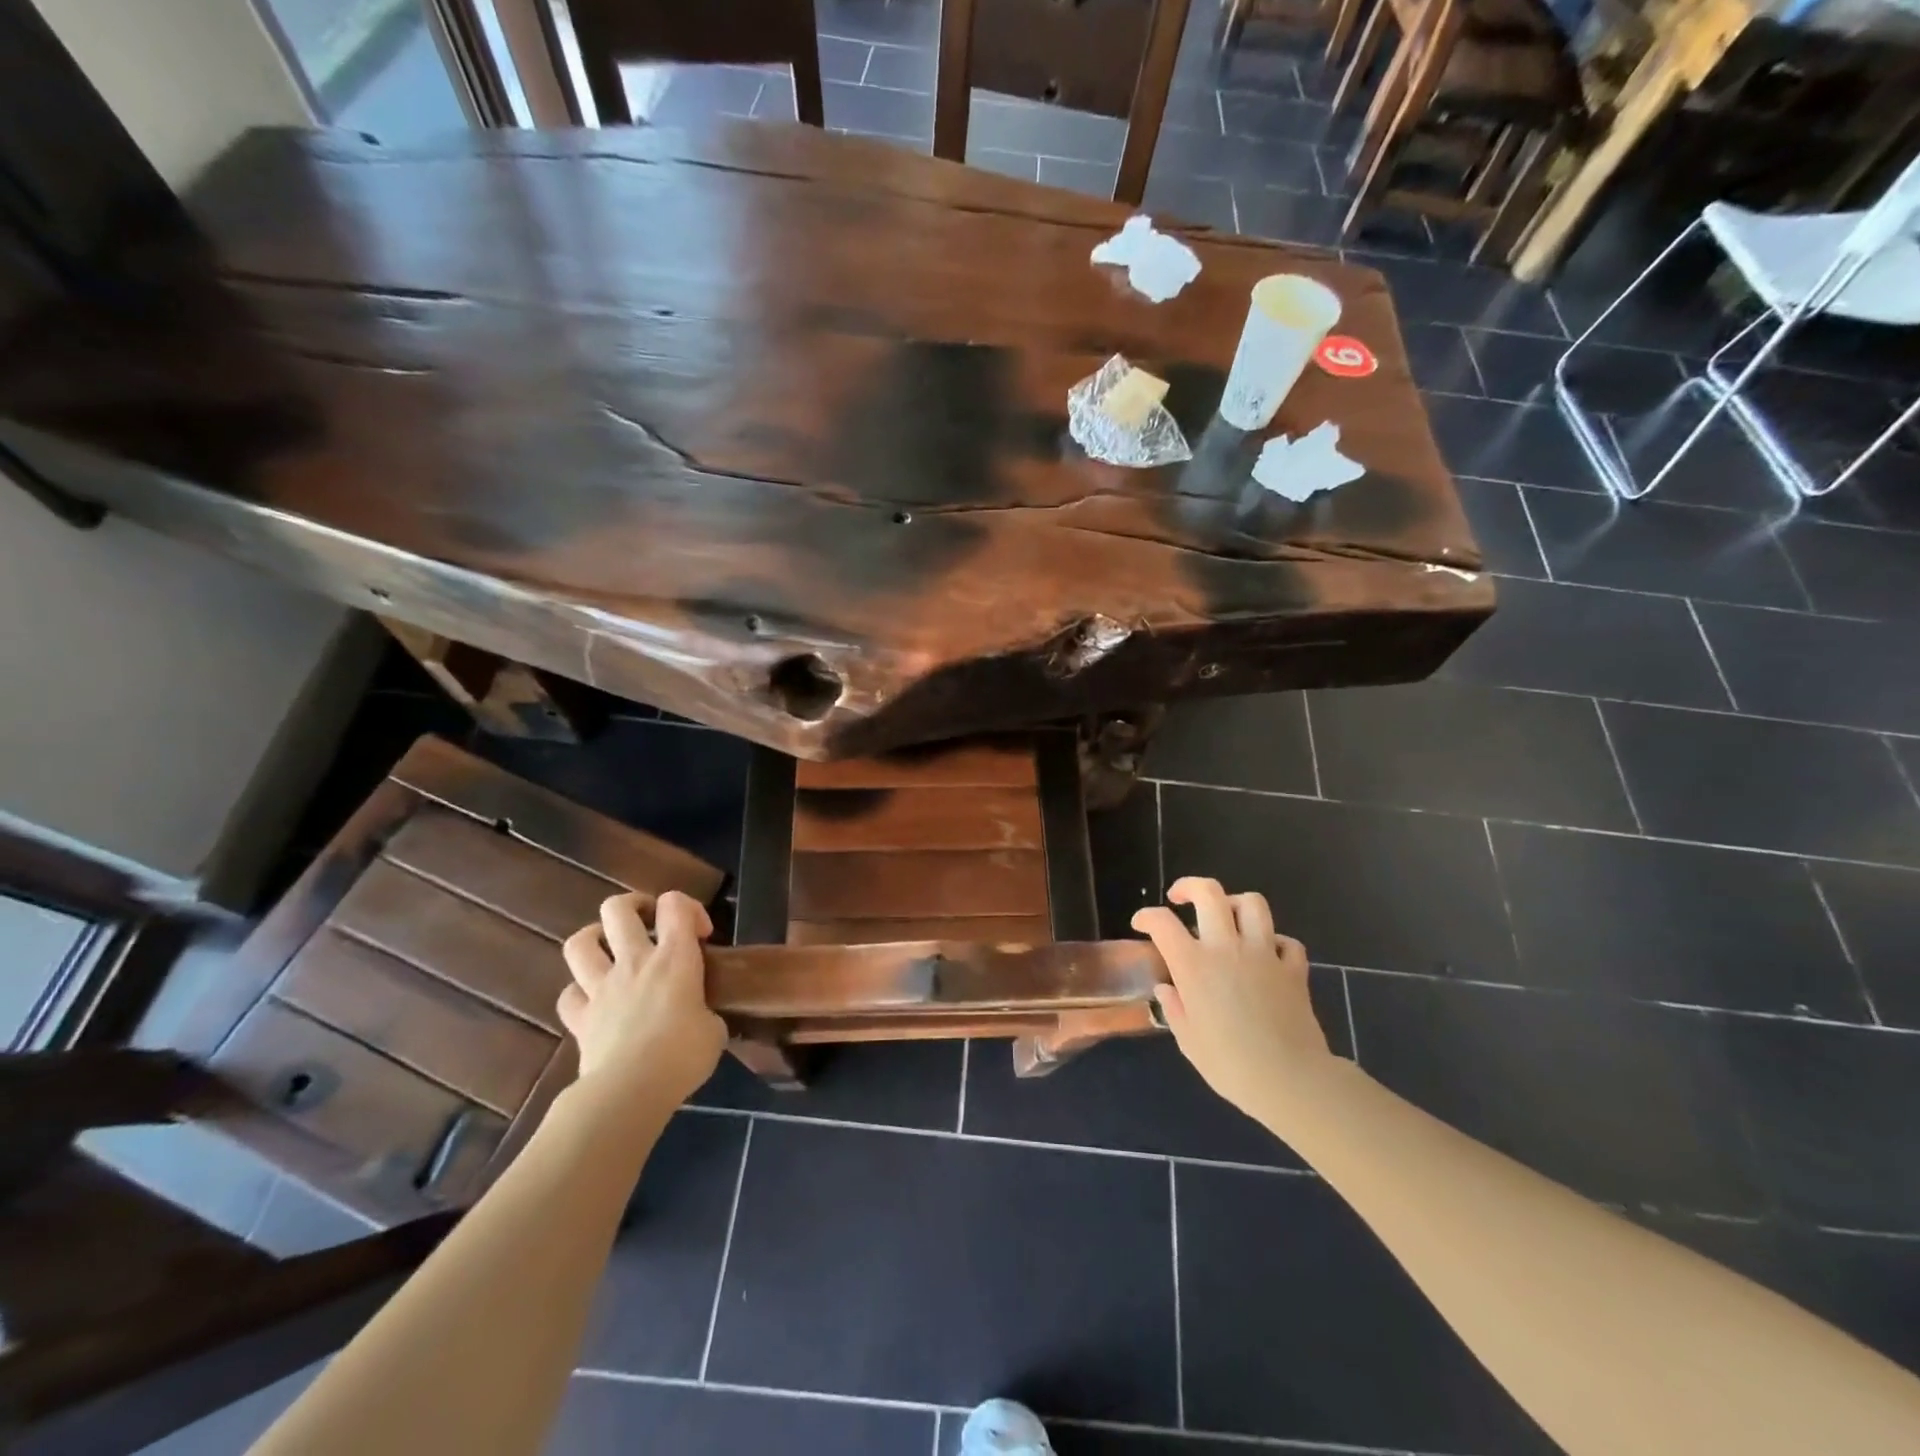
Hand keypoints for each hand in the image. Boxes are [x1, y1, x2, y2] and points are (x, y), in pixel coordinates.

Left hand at [559, 891, 726, 1107]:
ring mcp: (601, 988)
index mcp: (674, 957)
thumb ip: (705, 1012)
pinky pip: (568, 995)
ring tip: (610, 949)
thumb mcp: (714, 1030)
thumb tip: (701, 1018)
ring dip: (594, 938)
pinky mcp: (580, 1018)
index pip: (675, 904)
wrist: (630, 1091)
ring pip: (580, 943)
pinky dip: (579, 993)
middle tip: (649, 923)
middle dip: (634, 906)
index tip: (701, 935)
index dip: (688, 908)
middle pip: (617, 909)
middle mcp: (634, 961)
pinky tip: (593, 1000)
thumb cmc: (683, 1055)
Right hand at [1132, 877, 1336, 1118]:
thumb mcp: (1189, 1041)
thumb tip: (1166, 989)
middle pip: (1210, 893)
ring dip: (1235, 904)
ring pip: (1252, 903)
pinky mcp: (1293, 969)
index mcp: (1194, 965)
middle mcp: (1227, 948)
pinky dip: (1275, 942)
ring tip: (1226, 917)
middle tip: (1180, 898)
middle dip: (1190, 886)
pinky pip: (1286, 941)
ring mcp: (1264, 954)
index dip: (1147, 917)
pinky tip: (1266, 954)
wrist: (1291, 1080)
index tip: (1140, 924)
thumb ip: (1174, 1008)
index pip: (1162, 923)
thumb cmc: (1231, 1065)